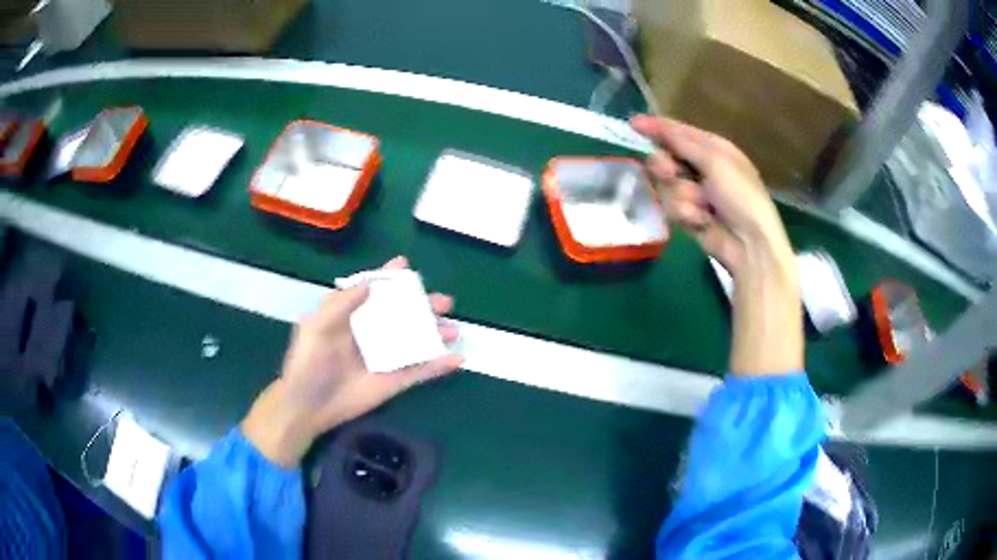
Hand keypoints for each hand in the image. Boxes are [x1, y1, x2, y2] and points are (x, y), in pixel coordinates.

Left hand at [242, 256, 462, 466]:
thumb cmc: (309, 362)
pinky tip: (458, 359)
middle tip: (445, 302)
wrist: (309, 404)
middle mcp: (372, 333)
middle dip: (424, 306)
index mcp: (352, 317)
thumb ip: (341, 304)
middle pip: (403, 315)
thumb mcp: (317, 327)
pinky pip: (421, 371)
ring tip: (454, 329)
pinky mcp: (394, 381)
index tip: (405, 265)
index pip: (374, 292)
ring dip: (437, 334)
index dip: (389, 279)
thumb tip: (369, 284)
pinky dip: (440, 365)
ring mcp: (385, 357)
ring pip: (417, 341)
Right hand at [631, 115, 792, 274]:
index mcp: (714, 149)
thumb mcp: (716, 161)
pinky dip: (686, 214)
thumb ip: (684, 142)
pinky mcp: (689, 215)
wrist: (749, 243)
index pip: (679, 132)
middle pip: (666, 158)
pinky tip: (703, 221)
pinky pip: (672, 207)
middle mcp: (702, 167)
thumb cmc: (740, 195)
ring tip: (702, 206)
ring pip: (666, 185)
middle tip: (669, 172)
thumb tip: (655, 125)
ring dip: (682, 196)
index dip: (656, 127)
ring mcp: (695, 193)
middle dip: (665, 166)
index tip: (632, 124)